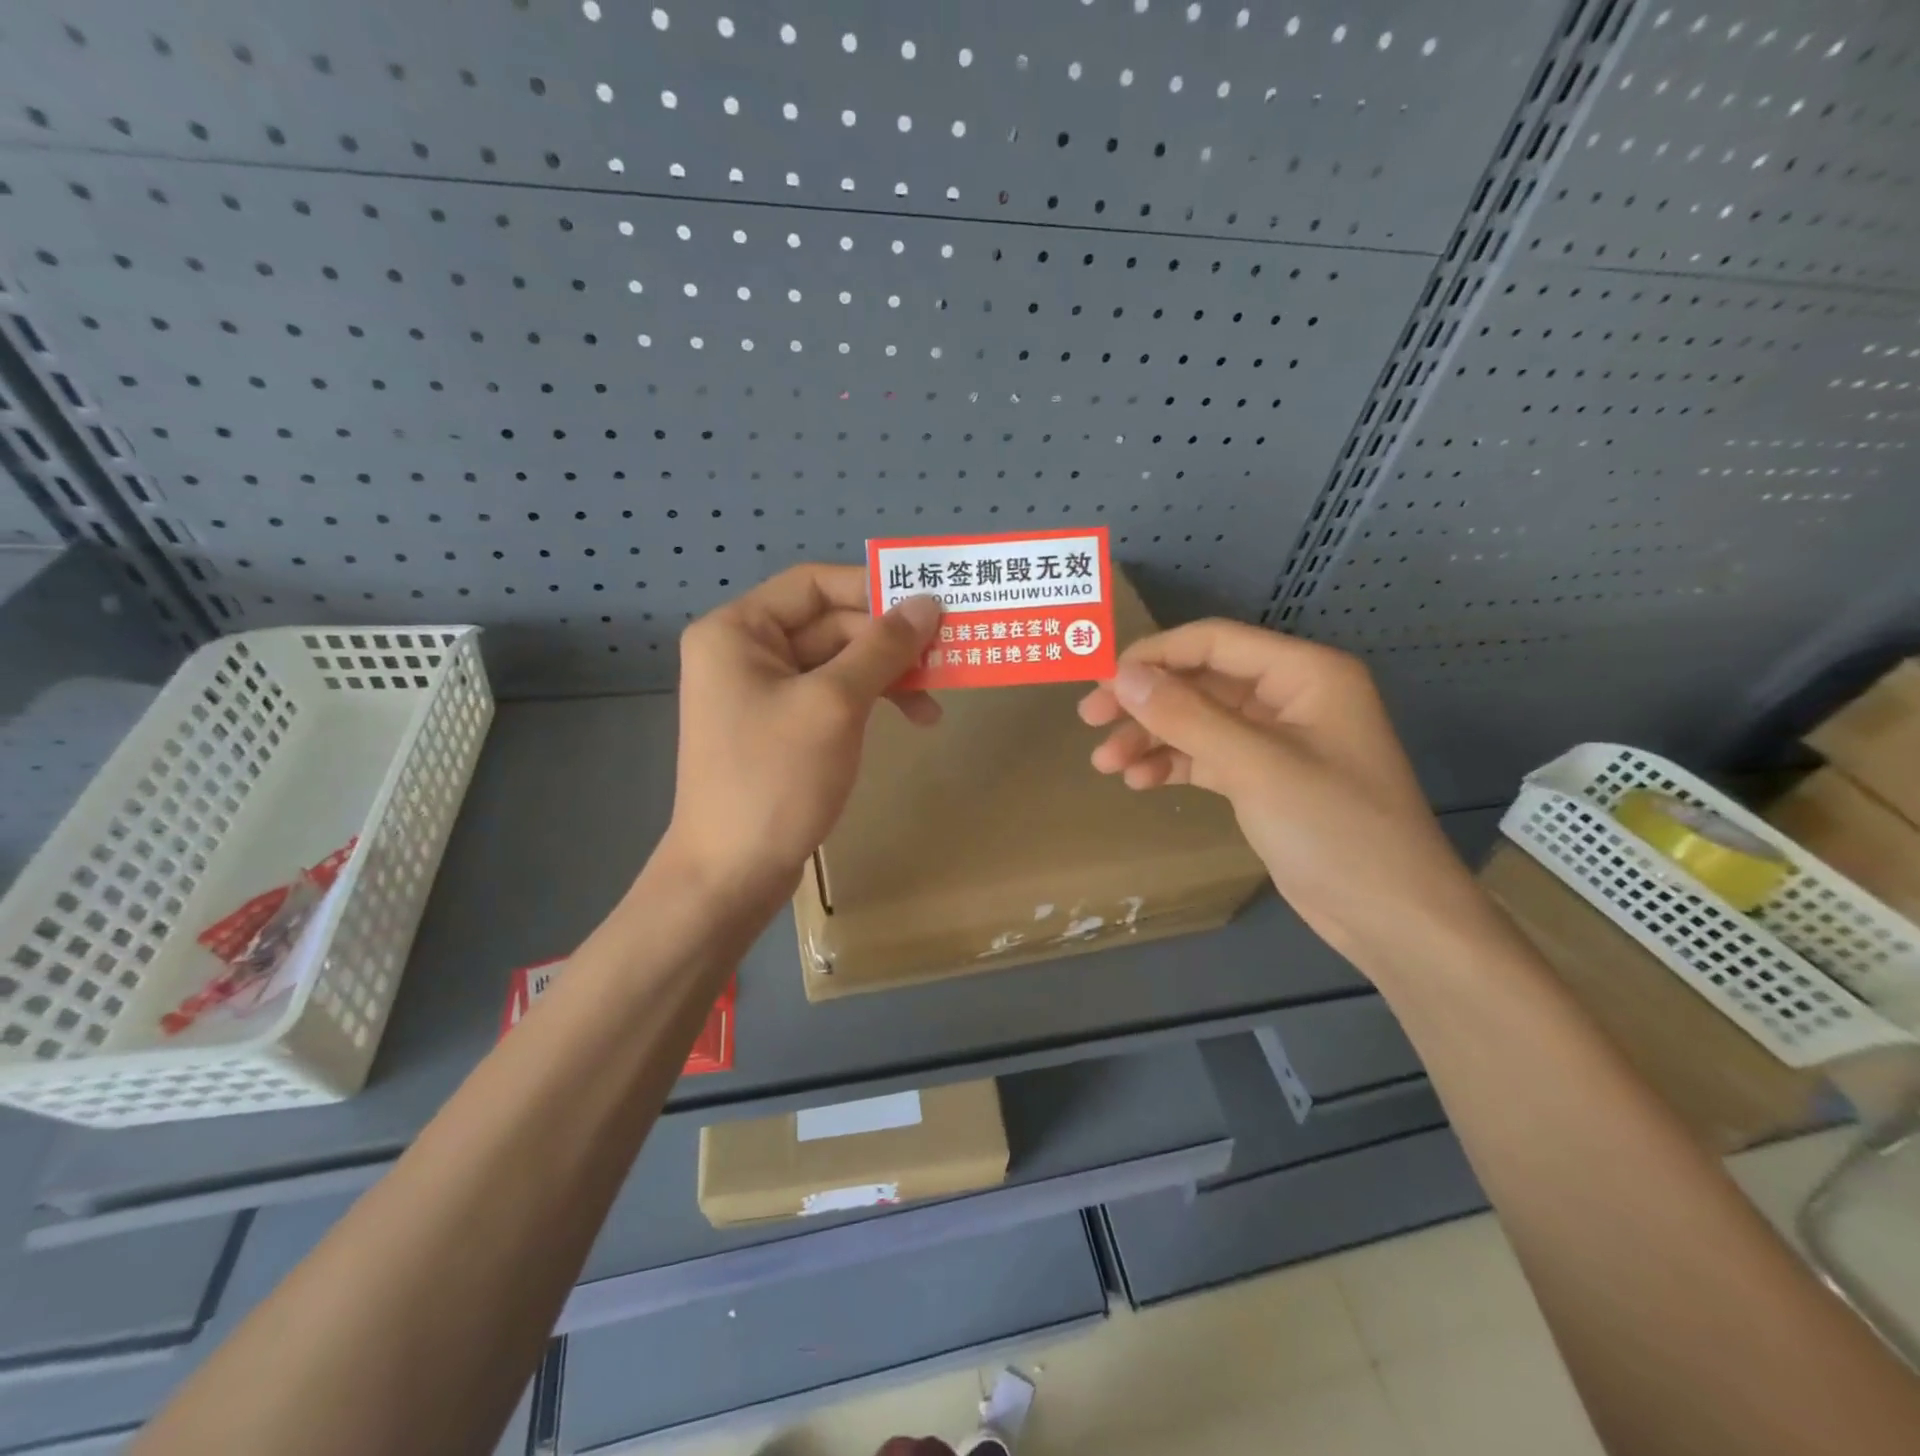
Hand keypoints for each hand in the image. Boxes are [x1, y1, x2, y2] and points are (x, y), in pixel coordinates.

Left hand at [664, 564, 942, 904]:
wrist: (731, 875)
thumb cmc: (775, 779)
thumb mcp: (835, 704)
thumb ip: (883, 647)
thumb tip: (928, 602)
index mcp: (739, 631)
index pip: (814, 584)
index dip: (874, 589)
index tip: (930, 605)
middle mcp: (745, 653)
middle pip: (831, 625)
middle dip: (889, 644)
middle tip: (946, 661)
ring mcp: (763, 693)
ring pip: (839, 664)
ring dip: (888, 677)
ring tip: (933, 707)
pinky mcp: (781, 729)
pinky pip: (833, 697)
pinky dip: (871, 703)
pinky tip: (908, 722)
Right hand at [1077, 621, 1484, 968]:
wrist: (1392, 917)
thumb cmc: (1335, 830)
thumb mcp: (1255, 766)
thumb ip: (1185, 716)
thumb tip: (1121, 674)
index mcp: (1304, 673)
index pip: (1214, 642)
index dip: (1153, 655)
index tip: (1100, 682)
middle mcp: (1290, 696)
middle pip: (1200, 681)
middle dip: (1145, 701)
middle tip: (1090, 720)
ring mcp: (1278, 739)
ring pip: (1198, 721)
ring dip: (1152, 737)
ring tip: (1106, 764)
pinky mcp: (1265, 778)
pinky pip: (1208, 756)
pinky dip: (1173, 764)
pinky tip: (1141, 782)